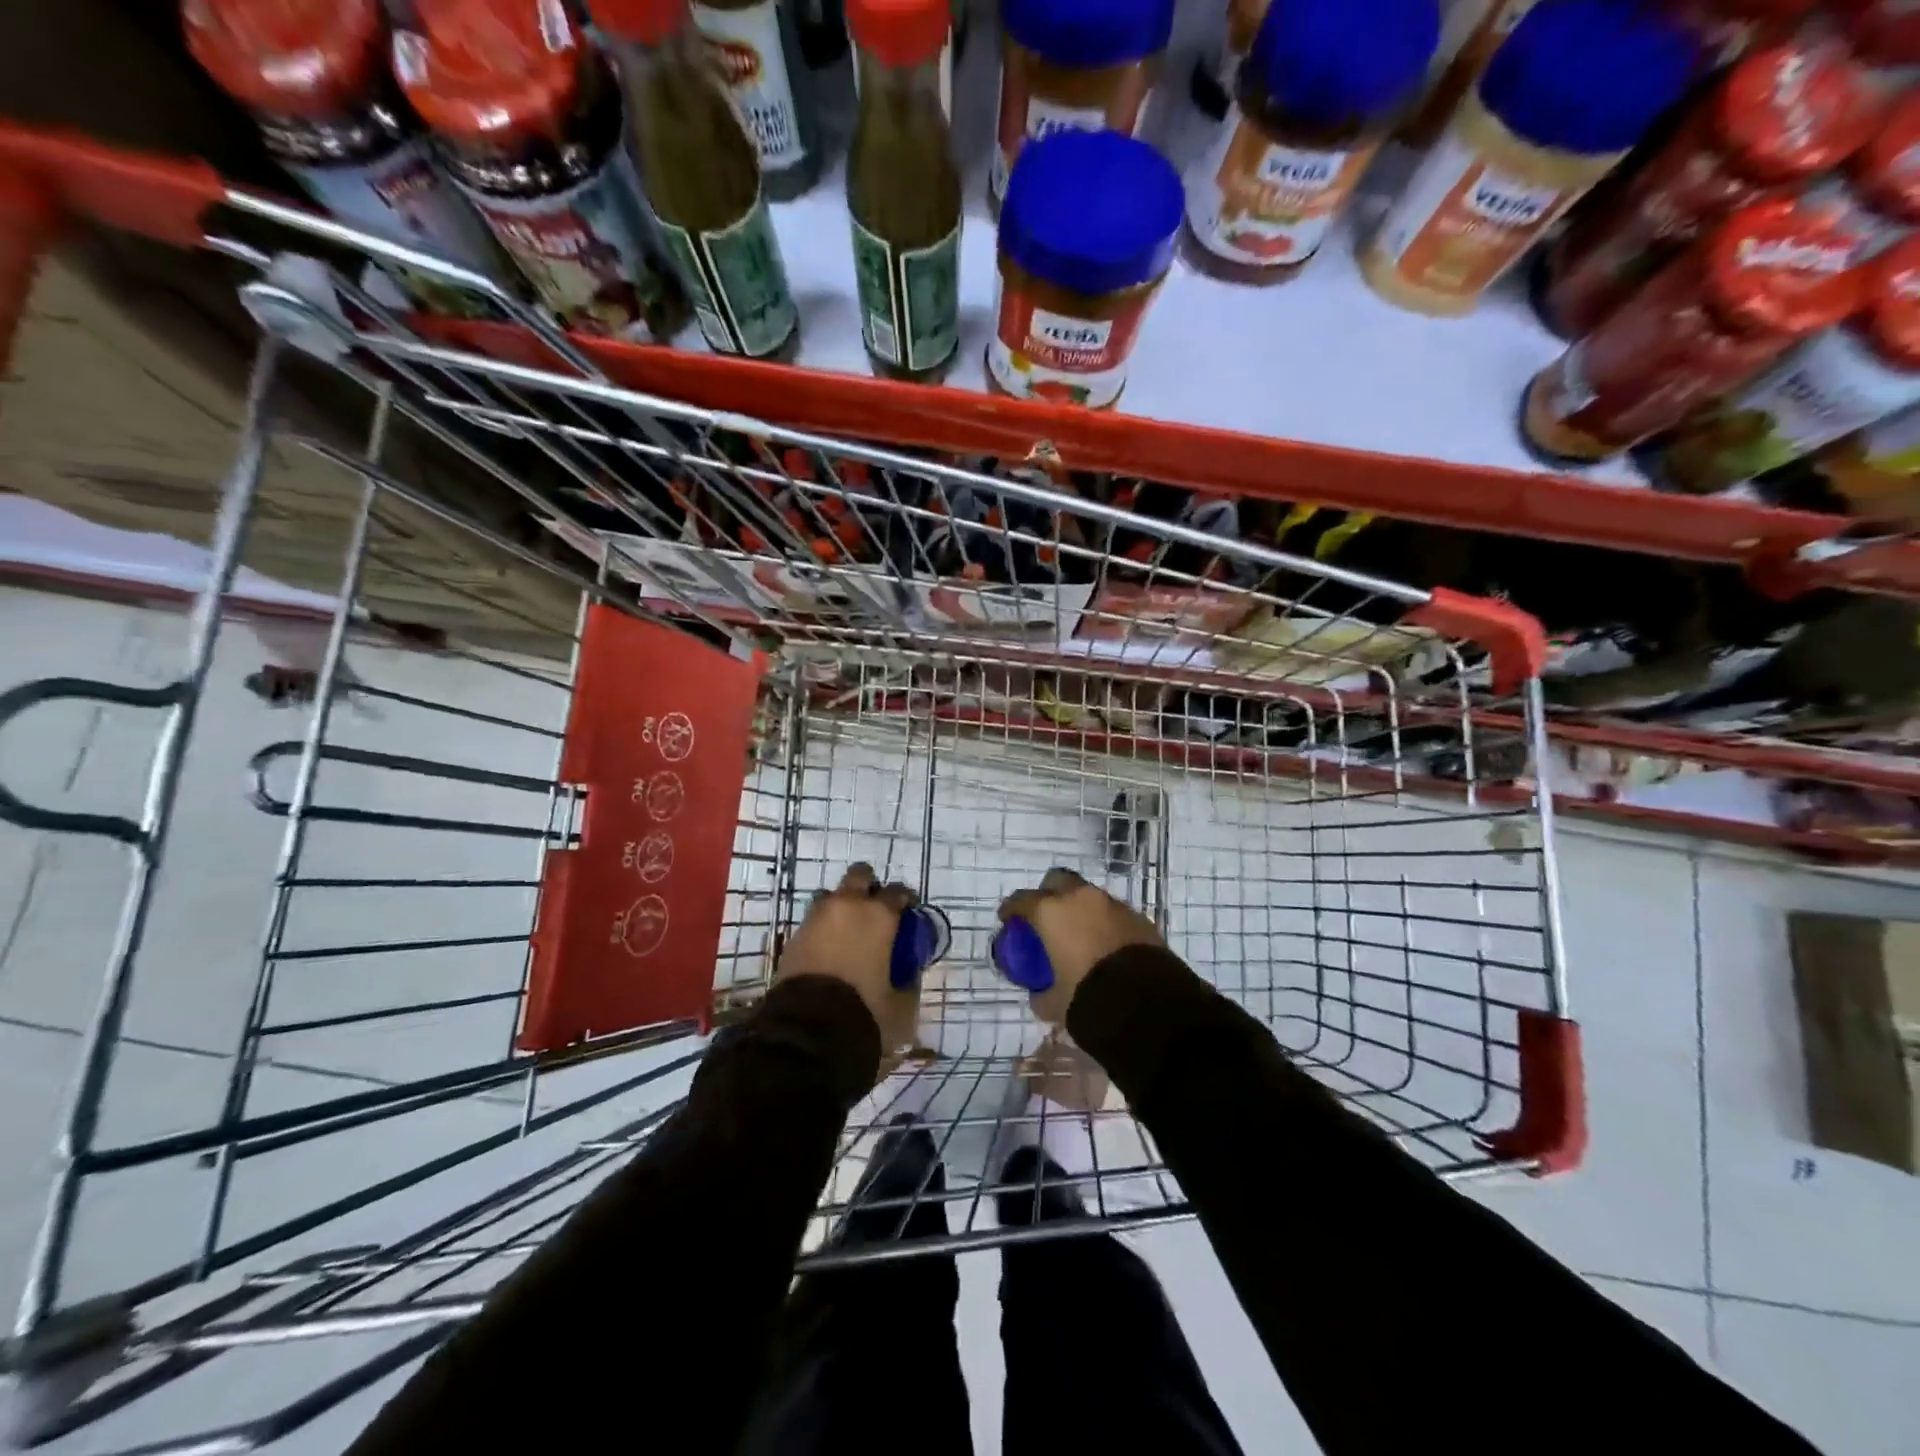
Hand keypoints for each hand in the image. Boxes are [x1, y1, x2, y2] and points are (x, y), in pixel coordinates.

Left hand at [777, 863, 920, 1053]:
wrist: (808, 1031)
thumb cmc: (865, 1013)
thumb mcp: (902, 1005)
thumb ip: (909, 982)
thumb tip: (910, 972)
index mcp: (879, 915)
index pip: (898, 891)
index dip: (906, 900)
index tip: (909, 913)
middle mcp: (848, 906)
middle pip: (860, 875)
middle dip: (869, 887)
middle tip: (875, 910)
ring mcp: (816, 917)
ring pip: (832, 895)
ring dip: (841, 905)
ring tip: (848, 930)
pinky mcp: (794, 936)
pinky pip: (814, 920)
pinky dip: (823, 927)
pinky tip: (829, 949)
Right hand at [996, 867, 1162, 1025]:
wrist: (1145, 1003)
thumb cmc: (1087, 997)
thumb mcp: (1054, 1003)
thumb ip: (1041, 994)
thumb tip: (1039, 994)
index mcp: (1051, 912)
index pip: (1022, 900)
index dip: (1011, 909)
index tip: (1007, 918)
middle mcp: (1080, 898)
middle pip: (1058, 881)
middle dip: (1049, 893)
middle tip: (1045, 915)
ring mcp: (1112, 904)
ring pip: (1089, 895)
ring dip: (1080, 907)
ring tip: (1078, 932)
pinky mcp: (1138, 917)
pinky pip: (1113, 912)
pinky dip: (1104, 922)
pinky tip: (1105, 944)